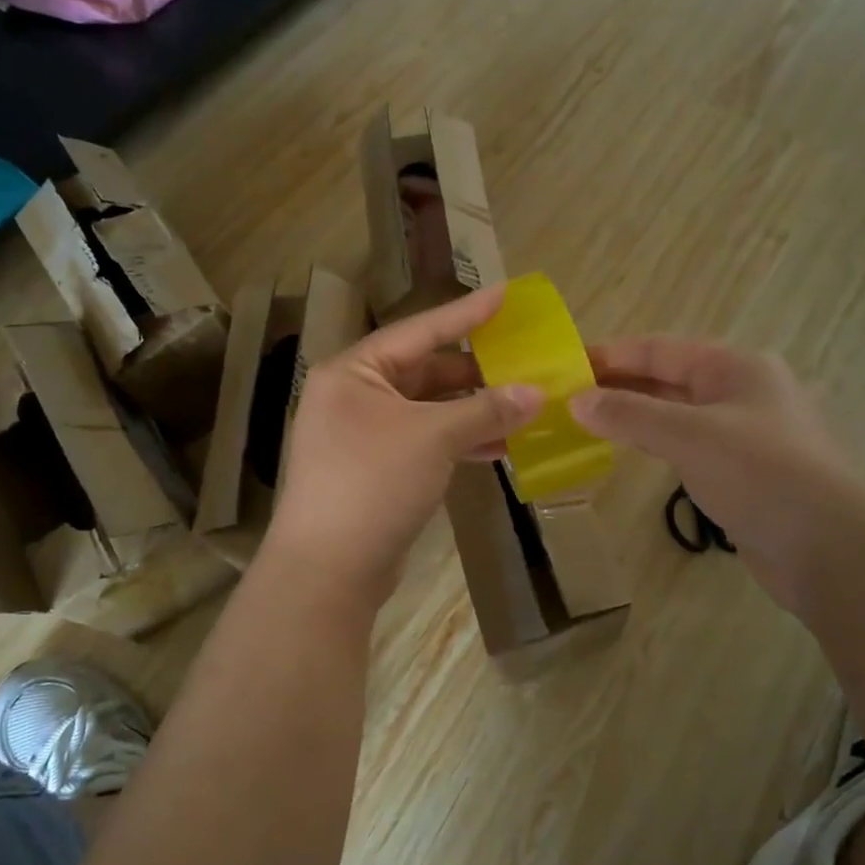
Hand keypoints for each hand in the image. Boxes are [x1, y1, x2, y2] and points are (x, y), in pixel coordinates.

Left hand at [268, 287, 543, 603]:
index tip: (507, 295)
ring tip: (523, 407)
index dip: (466, 314)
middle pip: (424, 372)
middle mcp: (353, 396)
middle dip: (475, 372)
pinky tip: (498, 447)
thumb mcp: (433, 438)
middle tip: (525, 363)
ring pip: (427, 411)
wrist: (327, 570)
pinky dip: (457, 443)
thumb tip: (537, 392)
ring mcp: (362, 436)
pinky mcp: (375, 471)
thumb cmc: (372, 484)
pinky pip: (423, 443)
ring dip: (472, 411)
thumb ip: (485, 410)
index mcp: (354, 372)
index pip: (419, 331)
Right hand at [568, 338, 864, 607]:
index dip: (613, 354)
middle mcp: (744, 392)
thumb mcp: (689, 435)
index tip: (569, 363)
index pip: (661, 349)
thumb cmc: (761, 474)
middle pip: (670, 379)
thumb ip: (630, 415)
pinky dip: (656, 444)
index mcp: (737, 367)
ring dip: (636, 415)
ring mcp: (747, 434)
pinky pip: (689, 446)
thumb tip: (575, 401)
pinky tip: (631, 451)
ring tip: (589, 421)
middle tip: (569, 395)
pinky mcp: (745, 472)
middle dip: (621, 384)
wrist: (831, 548)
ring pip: (678, 414)